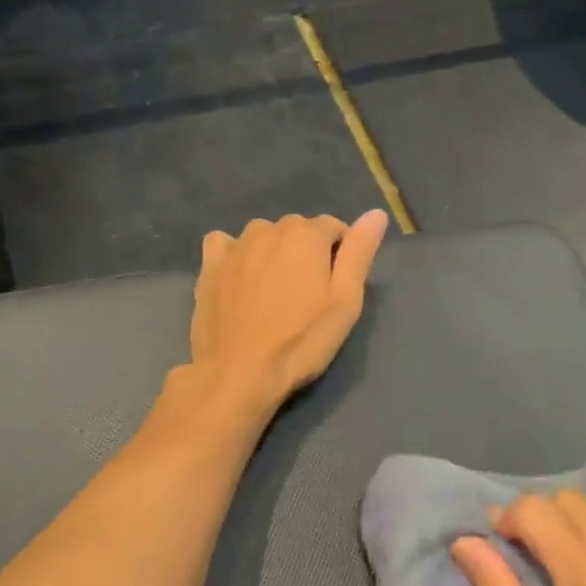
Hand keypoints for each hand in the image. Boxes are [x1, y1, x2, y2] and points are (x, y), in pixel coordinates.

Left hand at [189, 210, 389, 406]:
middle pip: (298, 230)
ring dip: (273, 253)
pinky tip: (239, 278)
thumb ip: (360, 252)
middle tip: (308, 295)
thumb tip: (376, 213)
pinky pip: (225, 244)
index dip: (341, 254)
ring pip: (263, 236)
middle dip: (307, 252)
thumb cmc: (301, 340)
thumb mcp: (346, 301)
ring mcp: (235, 246)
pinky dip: (236, 254)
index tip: (337, 286)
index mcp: (306, 235)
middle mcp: (269, 229)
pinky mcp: (209, 266)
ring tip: (274, 292)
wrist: (239, 372)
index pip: (334, 227)